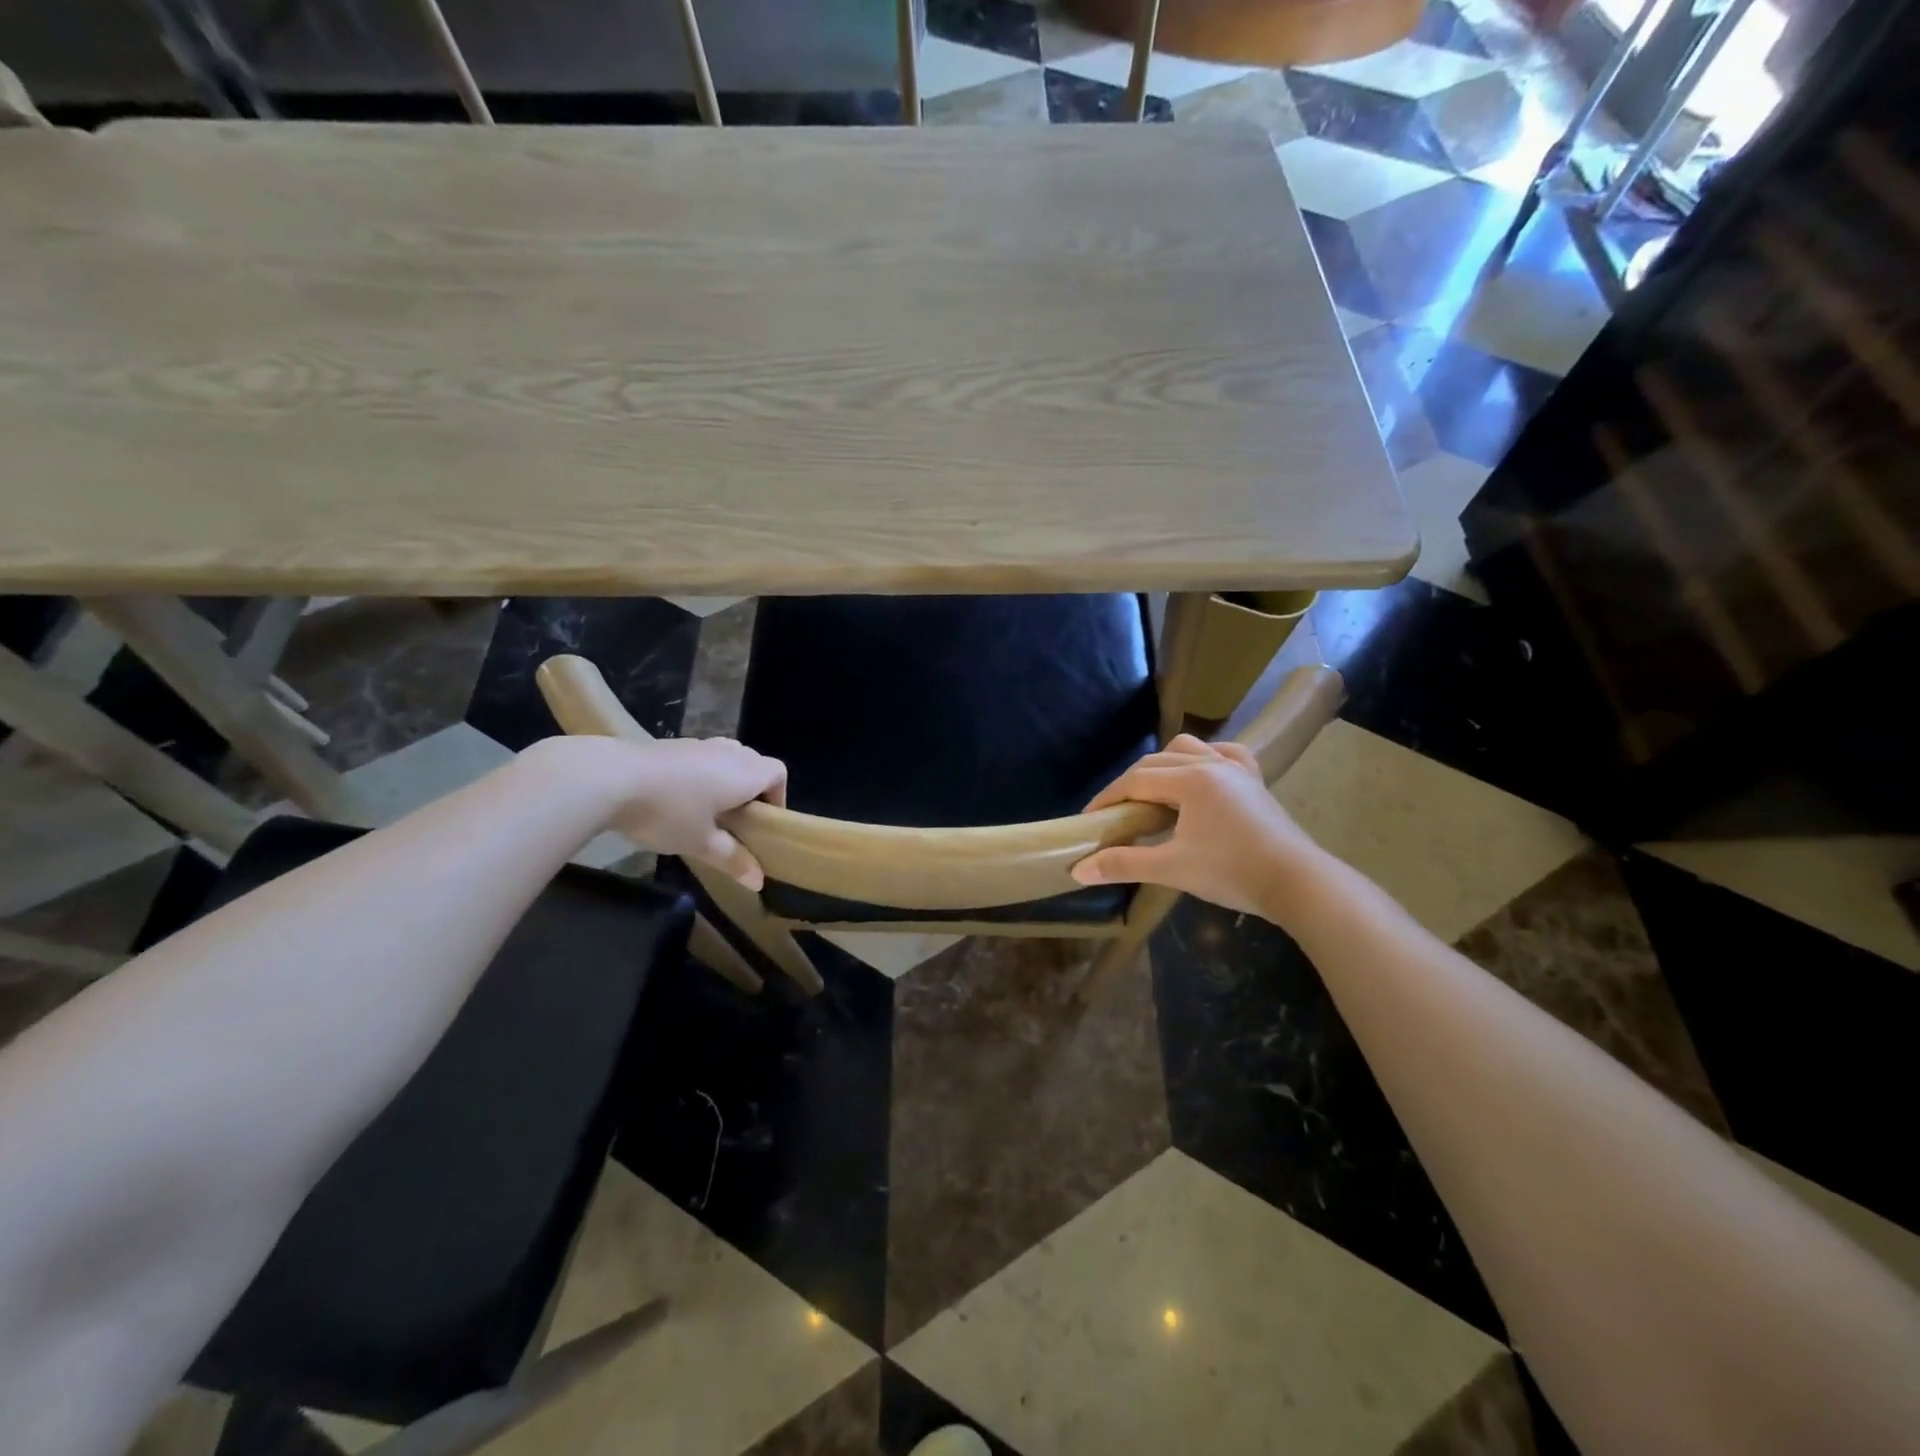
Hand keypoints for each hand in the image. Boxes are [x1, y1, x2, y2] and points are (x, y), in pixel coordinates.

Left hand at [599, 737, 787, 888]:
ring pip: (726, 758)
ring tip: (707, 811)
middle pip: (754, 763)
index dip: (778, 796)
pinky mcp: (671, 744)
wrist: (610, 778)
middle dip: (752, 790)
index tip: (764, 822)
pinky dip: (700, 775)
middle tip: (737, 821)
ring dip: (724, 781)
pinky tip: (676, 799)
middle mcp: (728, 752)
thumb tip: (759, 882)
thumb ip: (733, 859)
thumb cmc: (668, 812)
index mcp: (746, 773)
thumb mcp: (701, 843)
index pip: (778, 773)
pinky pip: (700, 758)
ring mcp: (698, 744)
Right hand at [1070, 734, 1324, 917]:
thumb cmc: (1232, 872)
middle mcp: (1213, 764)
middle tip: (1115, 813)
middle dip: (1131, 784)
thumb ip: (1124, 864)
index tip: (1090, 818)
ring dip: (1165, 766)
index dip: (1108, 798)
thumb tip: (1079, 870)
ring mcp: (1238, 770)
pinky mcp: (1255, 782)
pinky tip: (1201, 776)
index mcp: (1191, 779)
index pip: (1136, 780)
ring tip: (1155, 795)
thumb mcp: (1172, 868)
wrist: (1298, 884)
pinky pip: (1224, 755)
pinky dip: (1205, 760)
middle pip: (1158, 762)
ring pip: (1190, 749)